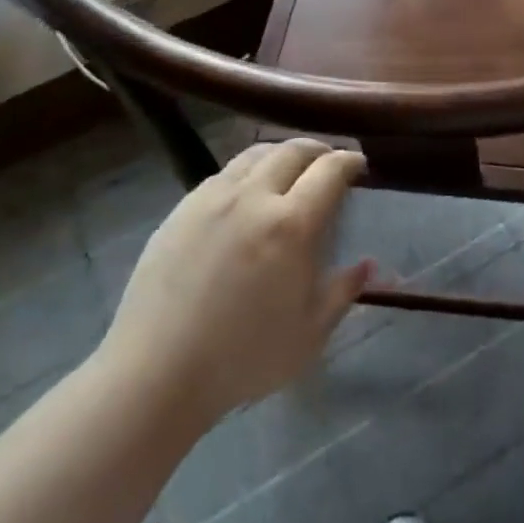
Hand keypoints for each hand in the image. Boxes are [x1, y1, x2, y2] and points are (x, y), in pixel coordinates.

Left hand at [97, 139, 372, 428]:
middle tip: (328, 161)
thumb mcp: (310, 333)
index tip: (358, 165)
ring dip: (281, 154)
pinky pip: (222, 174)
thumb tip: (367, 264)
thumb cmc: (243, 357)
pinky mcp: (181, 210)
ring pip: (255, 154)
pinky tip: (246, 194)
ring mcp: (212, 199)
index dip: (349, 161)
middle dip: (318, 149)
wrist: (156, 373)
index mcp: (291, 225)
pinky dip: (247, 171)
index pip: (329, 170)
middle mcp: (253, 198)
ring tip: (289, 169)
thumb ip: (343, 291)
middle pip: (292, 150)